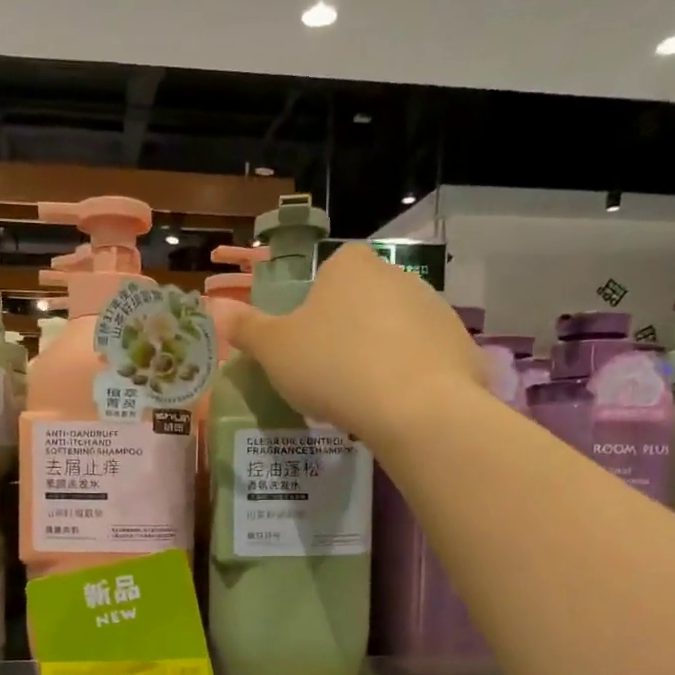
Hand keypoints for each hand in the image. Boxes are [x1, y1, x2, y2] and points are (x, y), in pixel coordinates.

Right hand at [211, 242, 481, 449]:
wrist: (414, 406)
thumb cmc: (332, 367)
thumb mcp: (274, 351)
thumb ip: (246, 329)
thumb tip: (215, 309)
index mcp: (349, 266)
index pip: (327, 274)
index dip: (312, 310)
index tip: (305, 346)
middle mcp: (396, 275)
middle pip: (362, 302)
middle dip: (346, 333)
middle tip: (329, 377)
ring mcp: (434, 308)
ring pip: (394, 331)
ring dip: (378, 356)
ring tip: (362, 398)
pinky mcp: (460, 344)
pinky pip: (423, 359)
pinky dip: (409, 378)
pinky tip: (396, 407)